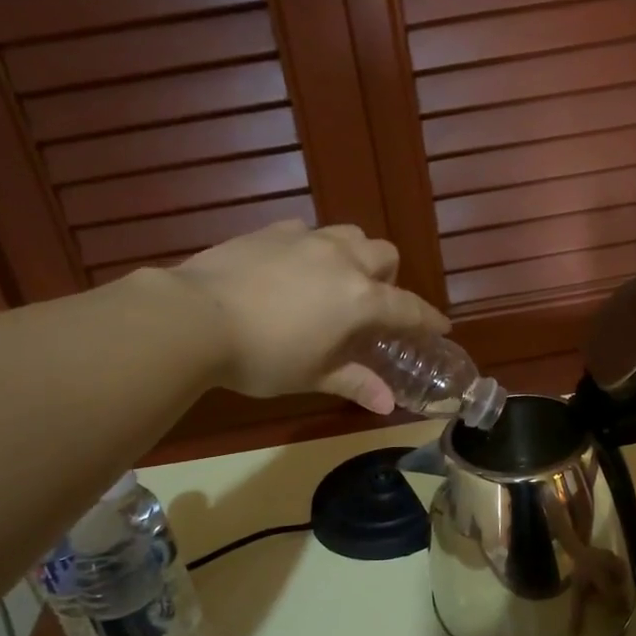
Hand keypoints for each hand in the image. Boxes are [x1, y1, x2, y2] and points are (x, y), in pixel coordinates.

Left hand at [171, 221, 448, 411]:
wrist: (195, 317)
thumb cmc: (262, 357)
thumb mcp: (311, 376)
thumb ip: (355, 382)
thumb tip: (387, 405)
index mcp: (360, 300)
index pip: (408, 309)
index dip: (427, 320)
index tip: (440, 327)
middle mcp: (342, 261)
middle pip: (385, 255)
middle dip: (389, 278)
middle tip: (371, 305)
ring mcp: (306, 240)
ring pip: (350, 234)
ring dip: (355, 255)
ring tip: (336, 280)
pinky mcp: (272, 231)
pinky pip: (307, 231)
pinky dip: (313, 248)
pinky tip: (294, 268)